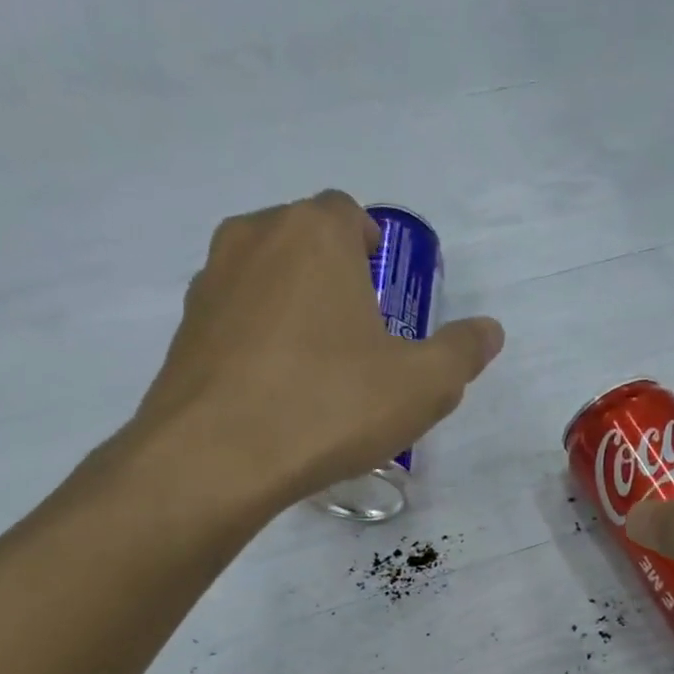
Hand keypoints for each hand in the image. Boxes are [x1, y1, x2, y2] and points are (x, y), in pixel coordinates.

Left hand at [127, 191, 503, 510]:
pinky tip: (275, 395)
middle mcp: (254, 238)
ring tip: (316, 372)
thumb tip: (489, 331)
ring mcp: (209, 283)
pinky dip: (258, 343)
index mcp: (314, 233)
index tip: (385, 301)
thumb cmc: (330, 406)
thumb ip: (462, 352)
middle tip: (360, 340)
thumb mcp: (422, 386)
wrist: (216, 458)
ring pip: (265, 280)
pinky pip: (235, 322)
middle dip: (335, 279)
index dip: (372, 251)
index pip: (349, 214)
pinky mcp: (183, 331)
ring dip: (293, 309)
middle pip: (305, 243)